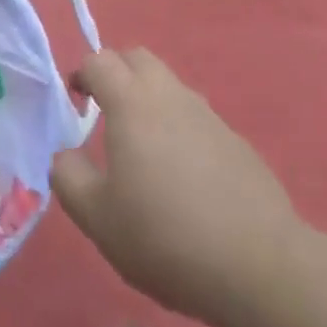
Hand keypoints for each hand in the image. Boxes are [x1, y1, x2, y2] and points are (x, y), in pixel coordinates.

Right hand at [51, 48, 303, 322]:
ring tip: (144, 147)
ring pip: (170, 85)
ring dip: (150, 99)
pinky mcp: (237, 142)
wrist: (261, 268)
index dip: (81, 74)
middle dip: (116, 73)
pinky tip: (184, 177)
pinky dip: (181, 129)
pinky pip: (197, 118)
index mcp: (131, 102)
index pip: (98, 61)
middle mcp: (169, 95)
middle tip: (106, 111)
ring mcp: (208, 115)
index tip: (76, 102)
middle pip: (137, 58)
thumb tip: (64, 155)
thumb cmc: (167, 237)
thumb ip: (68, 177)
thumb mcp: (98, 218)